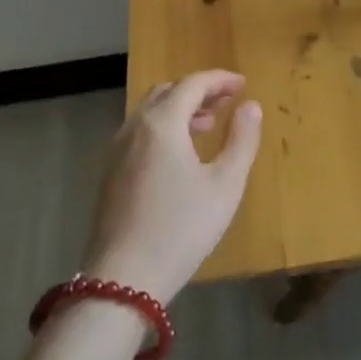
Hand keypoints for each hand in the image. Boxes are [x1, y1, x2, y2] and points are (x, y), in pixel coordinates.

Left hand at [83, 71, 262, 304]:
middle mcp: (134, 127)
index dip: (220, 80)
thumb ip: (242, 140)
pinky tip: (180, 154)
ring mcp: (116, 149)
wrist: (123, 279)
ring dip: (180, 109)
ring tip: (208, 125)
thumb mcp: (225, 185)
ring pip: (150, 112)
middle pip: (167, 92)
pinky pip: (139, 132)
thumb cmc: (181, 229)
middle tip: (227, 102)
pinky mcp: (109, 172)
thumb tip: (251, 106)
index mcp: (162, 123)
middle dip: (199, 91)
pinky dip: (162, 127)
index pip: (192, 84)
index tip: (243, 84)